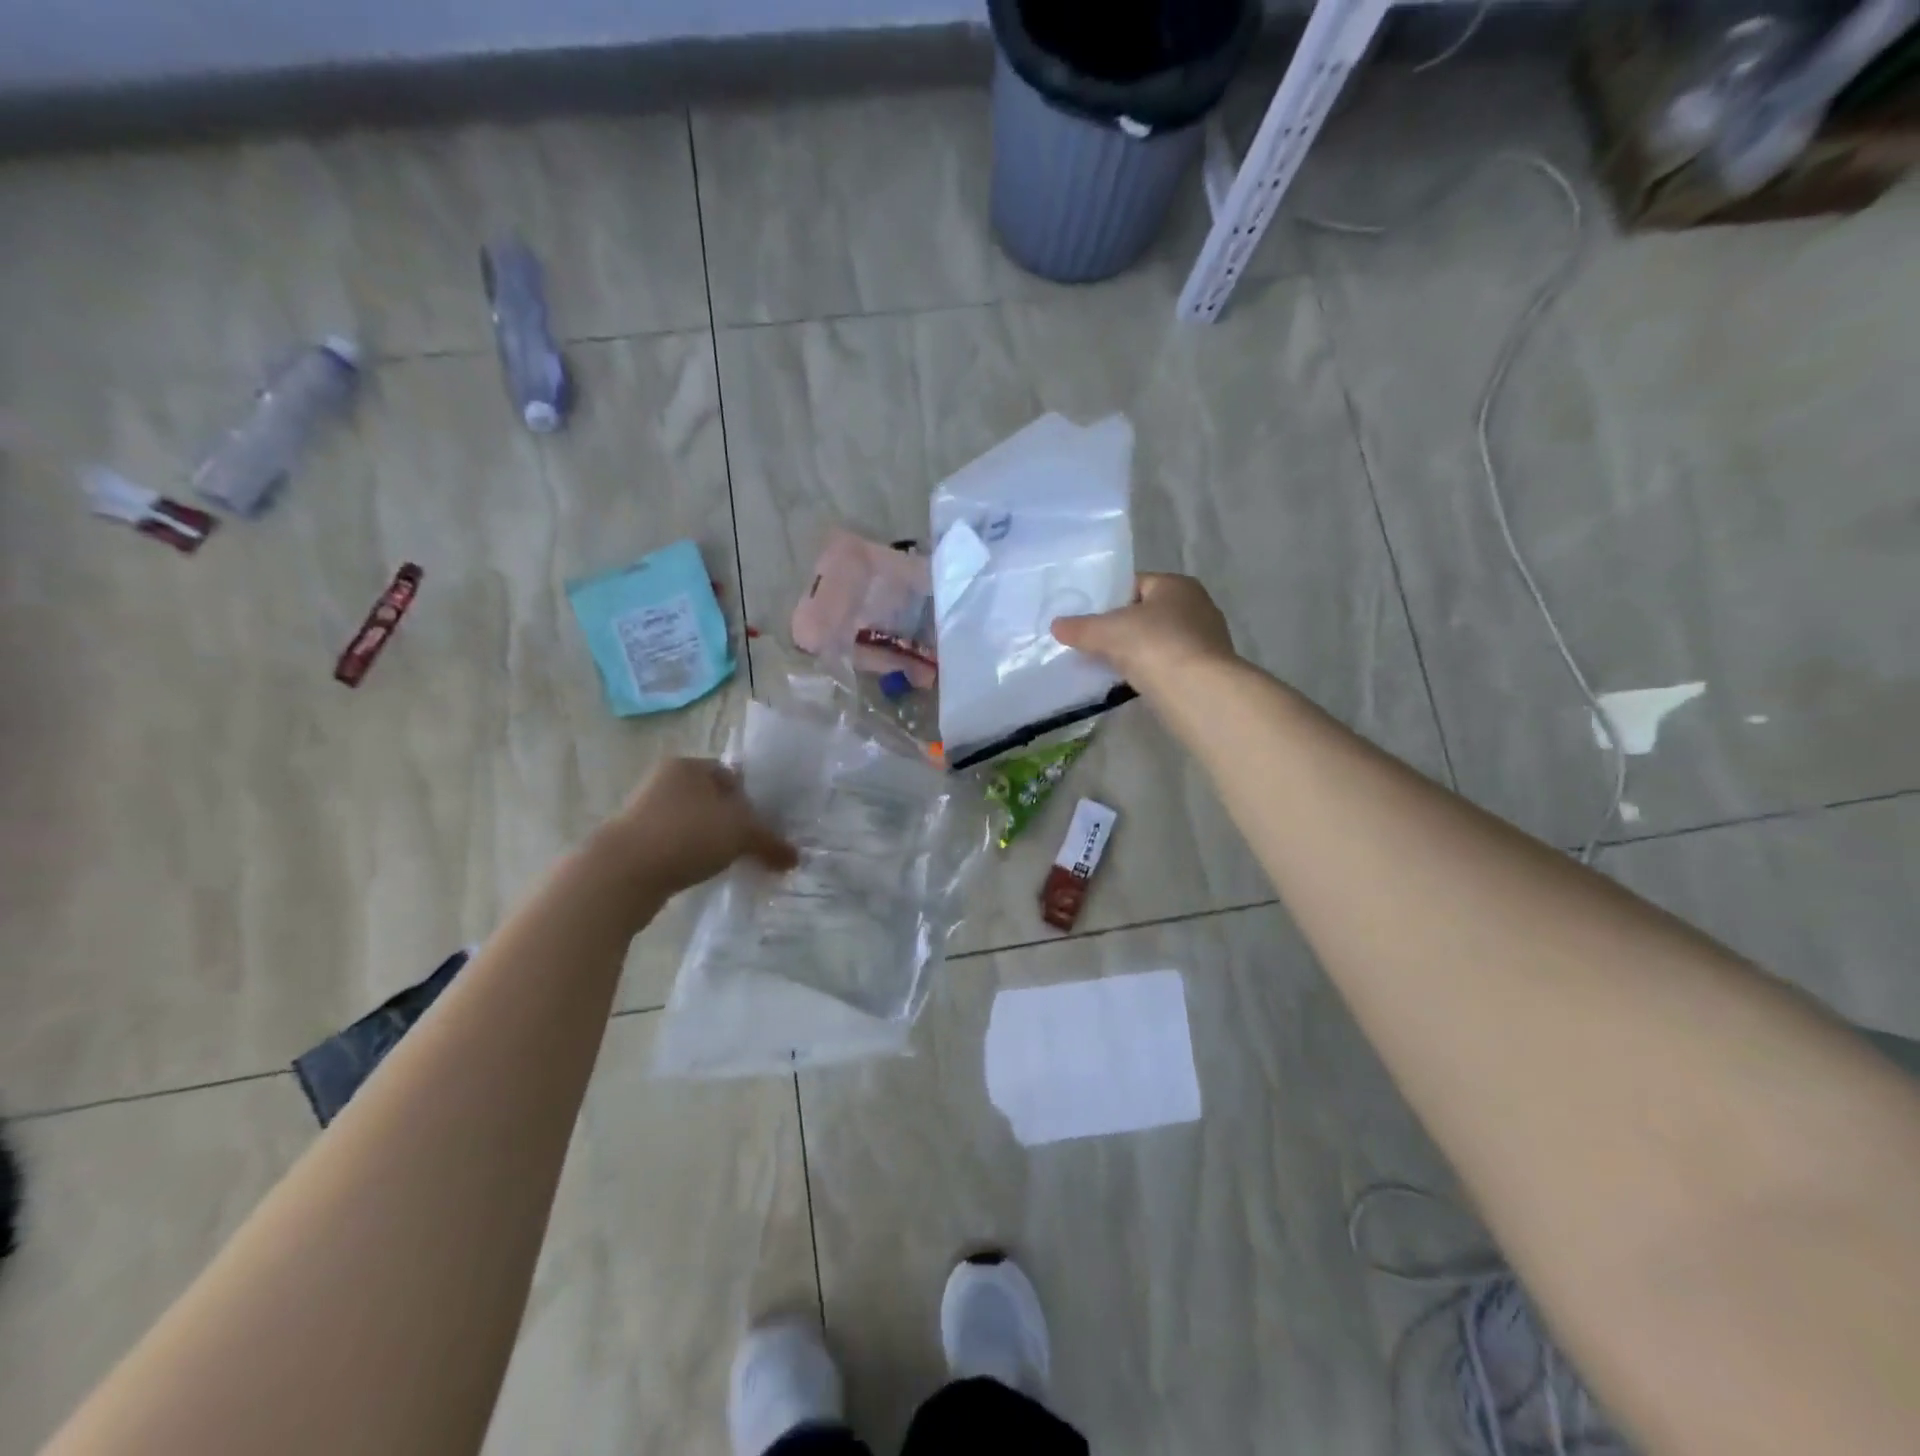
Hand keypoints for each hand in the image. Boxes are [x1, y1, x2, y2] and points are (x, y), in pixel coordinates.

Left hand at [594, 758, 797, 897]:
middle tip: (753, 846)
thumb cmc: (686, 836)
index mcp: (688, 766)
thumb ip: (771, 842)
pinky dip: (691, 857)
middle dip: (733, 823)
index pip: (731, 776)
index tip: (765, 826)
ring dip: (712, 842)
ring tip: (730, 863)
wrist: (621, 874)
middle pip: (712, 801)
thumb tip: (795, 858)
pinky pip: (675, 846)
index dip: (753, 800)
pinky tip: (702, 874)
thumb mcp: (740, 834)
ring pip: (693, 824)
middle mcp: (664, 782)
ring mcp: (644, 813)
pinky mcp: (634, 843)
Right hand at [1051, 573, 1236, 691]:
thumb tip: (1056, 626)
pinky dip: (1150, 671)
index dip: (1109, 598)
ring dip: (1136, 652)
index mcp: (1177, 585)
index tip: (1087, 618)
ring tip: (1108, 665)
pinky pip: (1168, 665)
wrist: (1196, 691)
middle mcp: (1197, 606)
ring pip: (1159, 641)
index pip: (1136, 584)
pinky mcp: (1205, 671)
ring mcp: (1206, 640)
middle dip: (1122, 627)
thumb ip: (1080, 627)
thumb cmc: (1153, 644)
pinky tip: (1132, 682)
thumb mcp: (1107, 631)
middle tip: (1093, 643)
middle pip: (1148, 613)